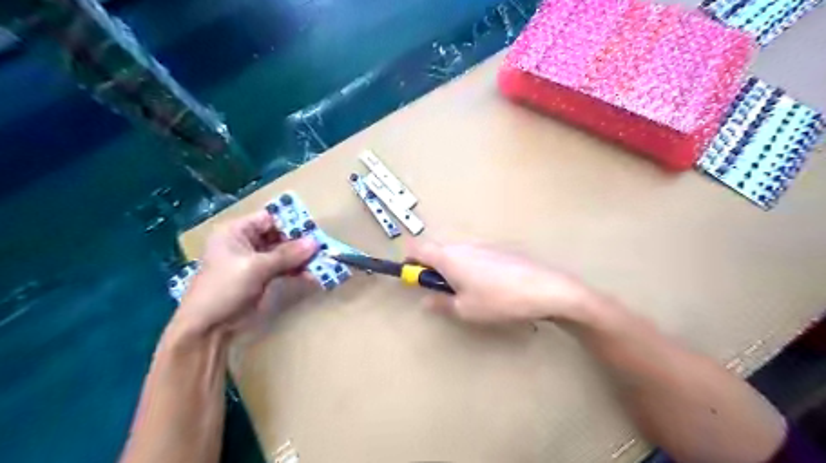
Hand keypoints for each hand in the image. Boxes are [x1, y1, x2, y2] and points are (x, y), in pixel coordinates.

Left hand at [175, 211, 317, 337]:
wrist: (207, 328)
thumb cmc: (225, 288)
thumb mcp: (256, 268)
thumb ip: (287, 254)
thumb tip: (315, 242)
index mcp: (236, 232)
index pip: (269, 218)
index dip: (291, 222)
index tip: (314, 230)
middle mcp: (246, 242)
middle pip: (280, 235)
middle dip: (301, 242)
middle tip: (324, 247)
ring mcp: (255, 261)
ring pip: (284, 253)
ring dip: (303, 258)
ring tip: (324, 262)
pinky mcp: (262, 277)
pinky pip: (284, 268)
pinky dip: (298, 271)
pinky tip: (315, 275)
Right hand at [405, 240, 600, 323]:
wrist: (545, 288)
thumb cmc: (499, 300)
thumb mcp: (465, 309)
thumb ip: (441, 303)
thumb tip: (427, 299)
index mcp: (448, 257)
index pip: (417, 248)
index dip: (408, 260)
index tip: (411, 275)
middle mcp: (462, 245)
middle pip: (436, 250)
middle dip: (432, 269)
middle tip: (442, 291)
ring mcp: (482, 245)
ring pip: (456, 253)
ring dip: (452, 269)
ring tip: (468, 292)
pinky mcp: (498, 249)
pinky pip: (474, 255)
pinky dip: (470, 267)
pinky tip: (488, 286)